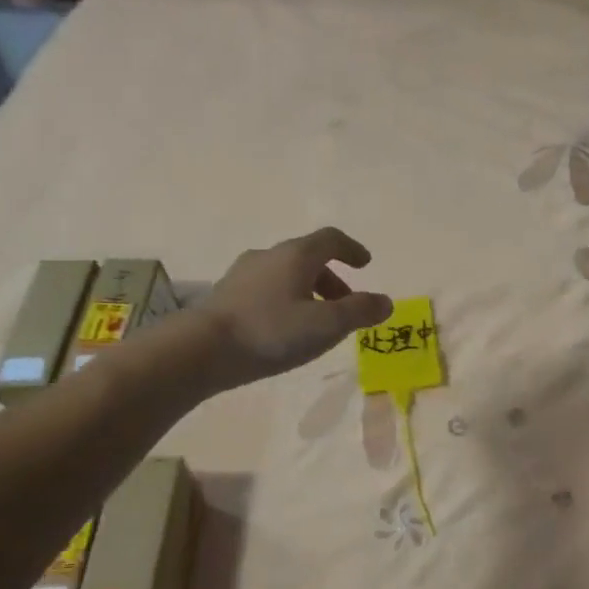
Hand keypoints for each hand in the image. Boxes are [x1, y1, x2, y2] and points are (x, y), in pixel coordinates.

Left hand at [195, 227, 392, 390]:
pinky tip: (283, 328)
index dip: (351, 249)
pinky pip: (266, 289)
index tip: (365, 264)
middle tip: (345, 303)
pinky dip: (285, 300)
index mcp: (296, 255)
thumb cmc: (271, 331)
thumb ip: (359, 312)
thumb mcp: (325, 325)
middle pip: (308, 257)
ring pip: (285, 274)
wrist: (202, 349)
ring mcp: (243, 274)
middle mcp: (269, 256)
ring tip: (316, 321)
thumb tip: (385, 302)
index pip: (330, 239)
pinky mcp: (226, 295)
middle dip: (331, 278)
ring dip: (308, 291)